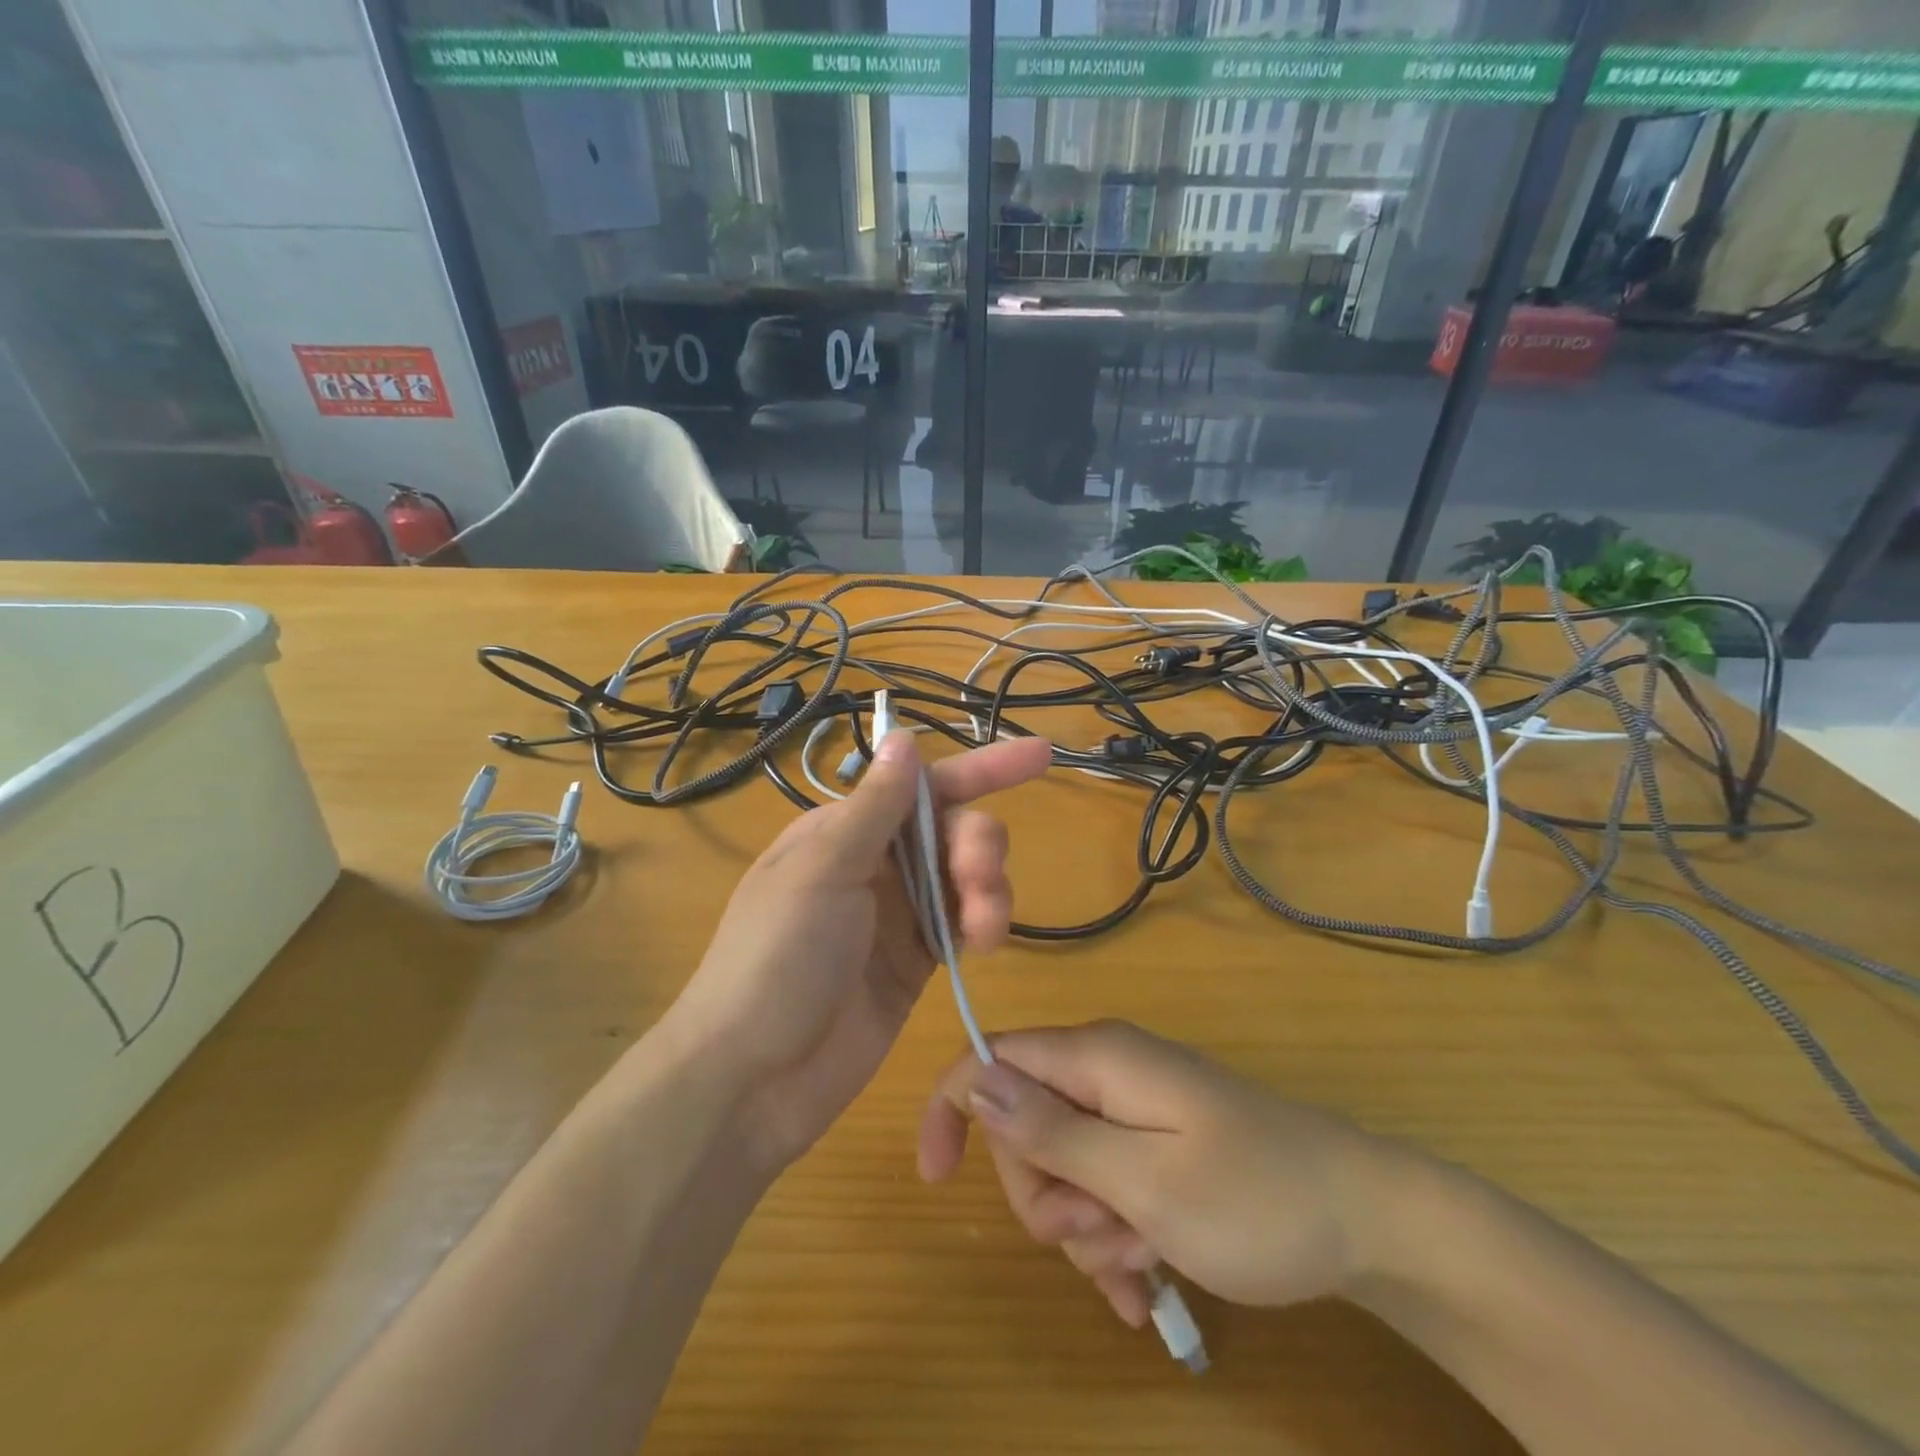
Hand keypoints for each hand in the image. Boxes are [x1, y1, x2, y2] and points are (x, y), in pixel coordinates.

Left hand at [666, 730, 1051, 1177]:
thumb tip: (902, 735)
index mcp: (844, 830)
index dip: (982, 769)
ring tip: (985, 927)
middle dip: (978, 844)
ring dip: (988, 888)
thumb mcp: (822, 872)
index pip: (923, 786)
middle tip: (978, 876)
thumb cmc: (776, 959)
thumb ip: (874, 808)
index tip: (1040, 756)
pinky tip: (983, 942)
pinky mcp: (915, 962)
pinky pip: (963, 925)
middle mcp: (875, 864)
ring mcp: (897, 915)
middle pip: (953, 829)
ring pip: (965, 877)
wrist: (754, 1078)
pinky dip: (982, 924)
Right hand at [917, 1020, 1409, 1326]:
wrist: (1368, 1222)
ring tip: (1141, 1265)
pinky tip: (1146, 1284)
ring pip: (1062, 1165)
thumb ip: (1054, 1132)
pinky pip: (1102, 1184)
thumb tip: (976, 1082)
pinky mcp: (1154, 1142)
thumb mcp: (1143, 1180)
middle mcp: (1107, 1071)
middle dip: (1044, 1193)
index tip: (936, 1180)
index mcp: (1097, 1058)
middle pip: (1023, 1124)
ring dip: (1085, 1228)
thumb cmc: (1256, 1200)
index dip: (952, 1107)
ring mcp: (1133, 1108)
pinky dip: (1111, 1235)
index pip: (992, 1058)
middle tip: (1100, 1235)